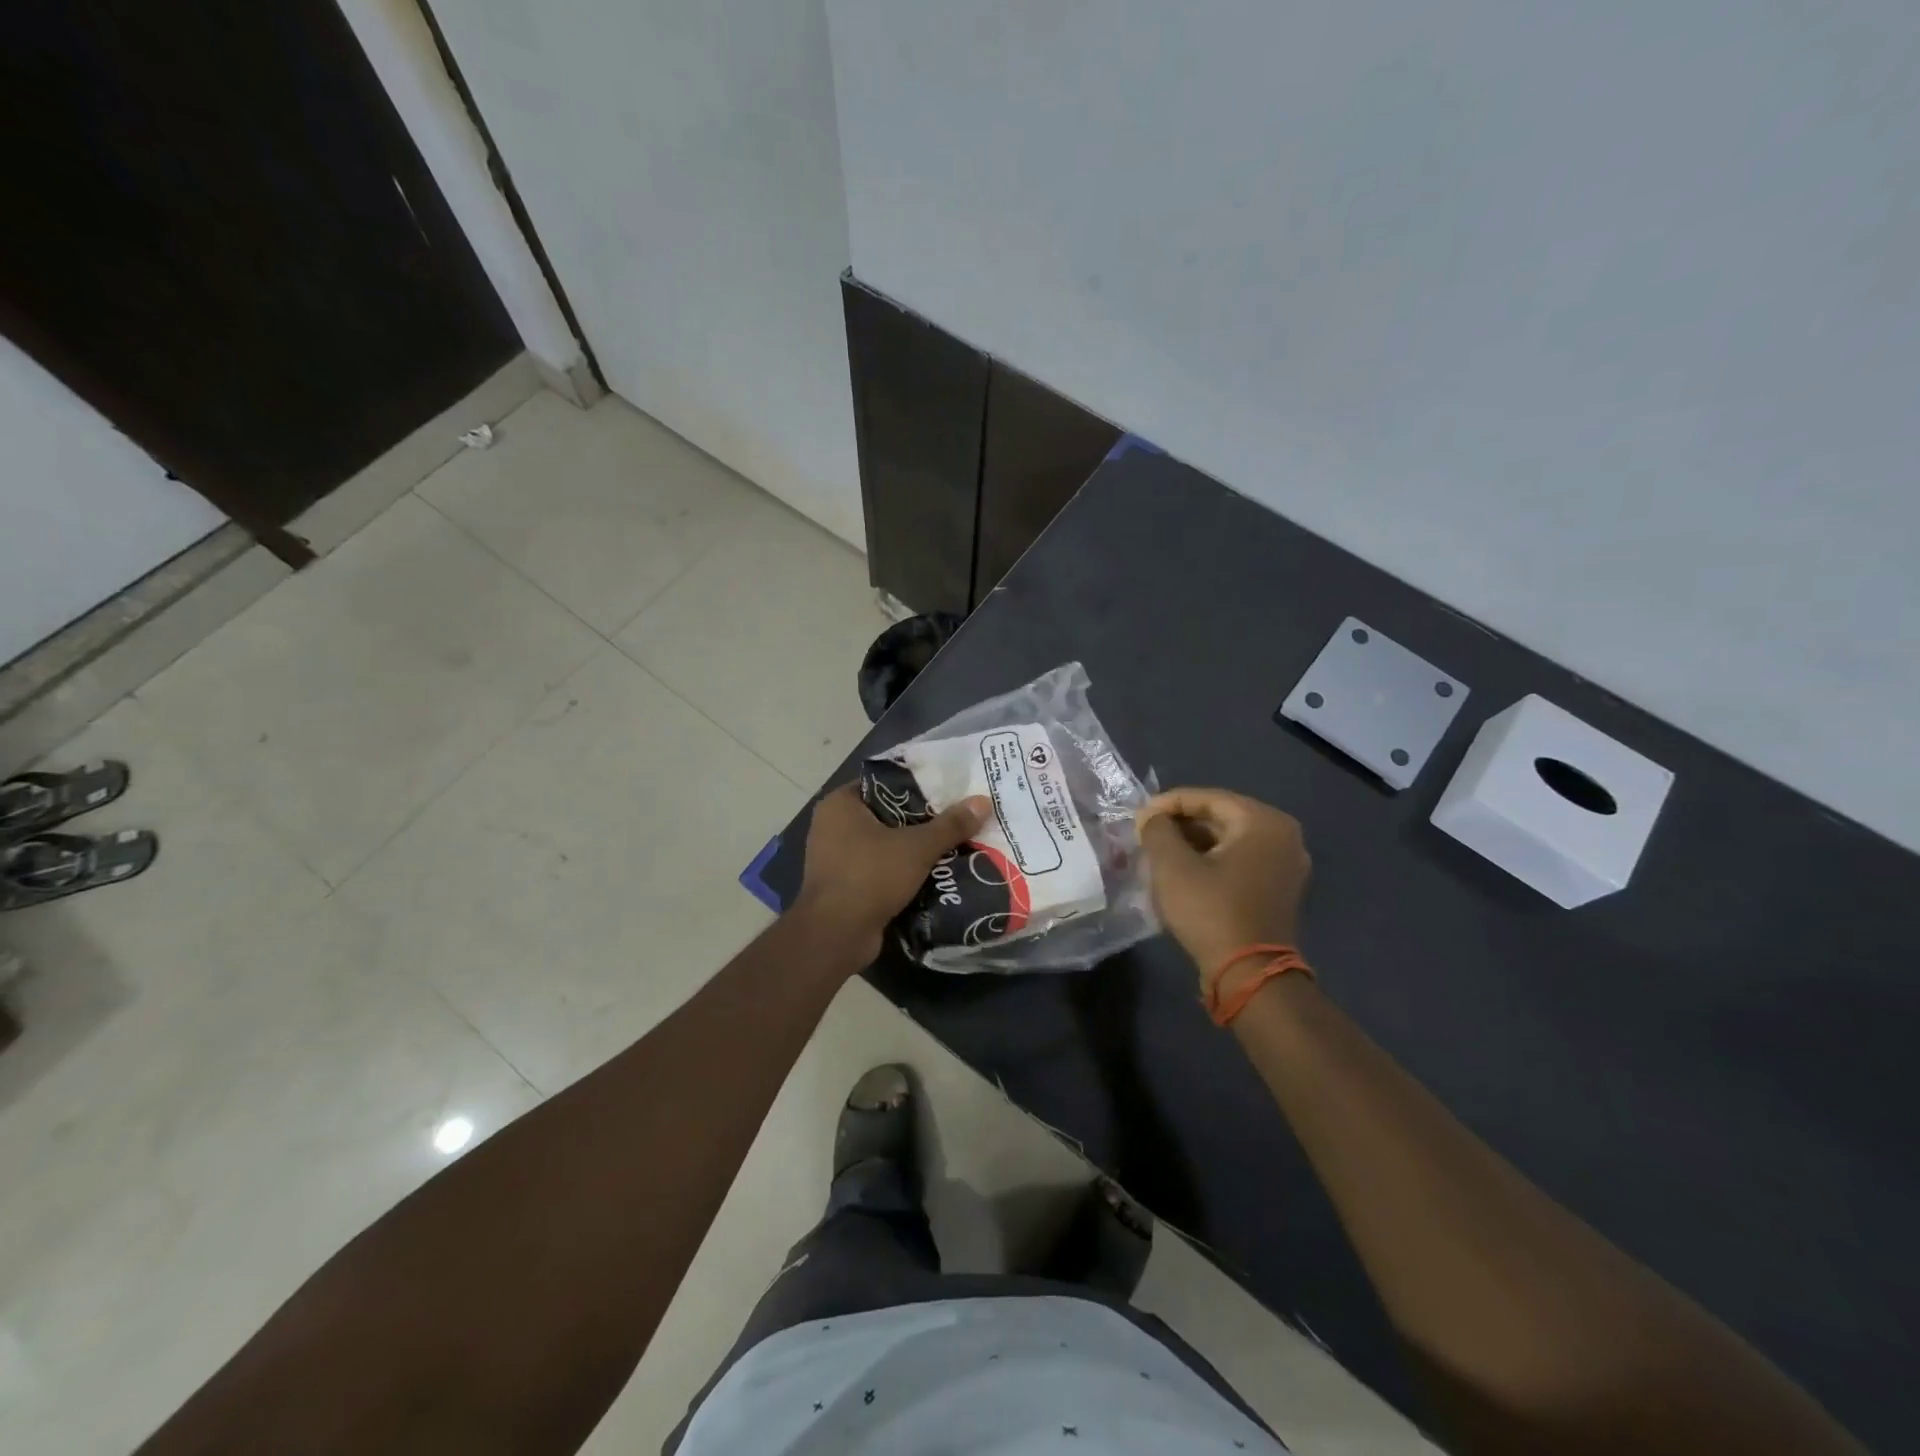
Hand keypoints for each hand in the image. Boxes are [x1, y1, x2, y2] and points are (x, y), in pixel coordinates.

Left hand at [793, 783, 991, 962]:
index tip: (950, 790)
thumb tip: (983, 801)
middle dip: (922, 820)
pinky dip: (903, 871)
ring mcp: (835, 857)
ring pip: (885, 844)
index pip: (885, 783)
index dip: (918, 785)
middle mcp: (832, 825)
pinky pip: (880, 869)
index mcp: (841, 804)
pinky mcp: (845, 885)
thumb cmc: (870, 876)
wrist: (836, 936)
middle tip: (958, 818)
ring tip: (954, 843)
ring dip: (914, 849)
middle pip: (888, 815)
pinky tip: (935, 873)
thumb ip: (950, 824)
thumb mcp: (917, 847)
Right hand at [1136, 787, 1311, 982]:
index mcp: (1263, 821)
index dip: (1167, 804)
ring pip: (1229, 839)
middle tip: (1146, 834)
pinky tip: (1183, 871)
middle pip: (1221, 817)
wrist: (1249, 974)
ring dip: (1193, 842)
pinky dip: (1212, 860)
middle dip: (1181, 824)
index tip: (1138, 816)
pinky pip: (1241, 860)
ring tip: (1159, 852)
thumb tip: (1151, 817)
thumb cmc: (1210, 911)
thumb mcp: (1172, 865)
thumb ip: (1157, 829)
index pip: (1207, 798)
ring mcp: (1286, 863)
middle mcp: (1283, 835)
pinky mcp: (1280, 888)